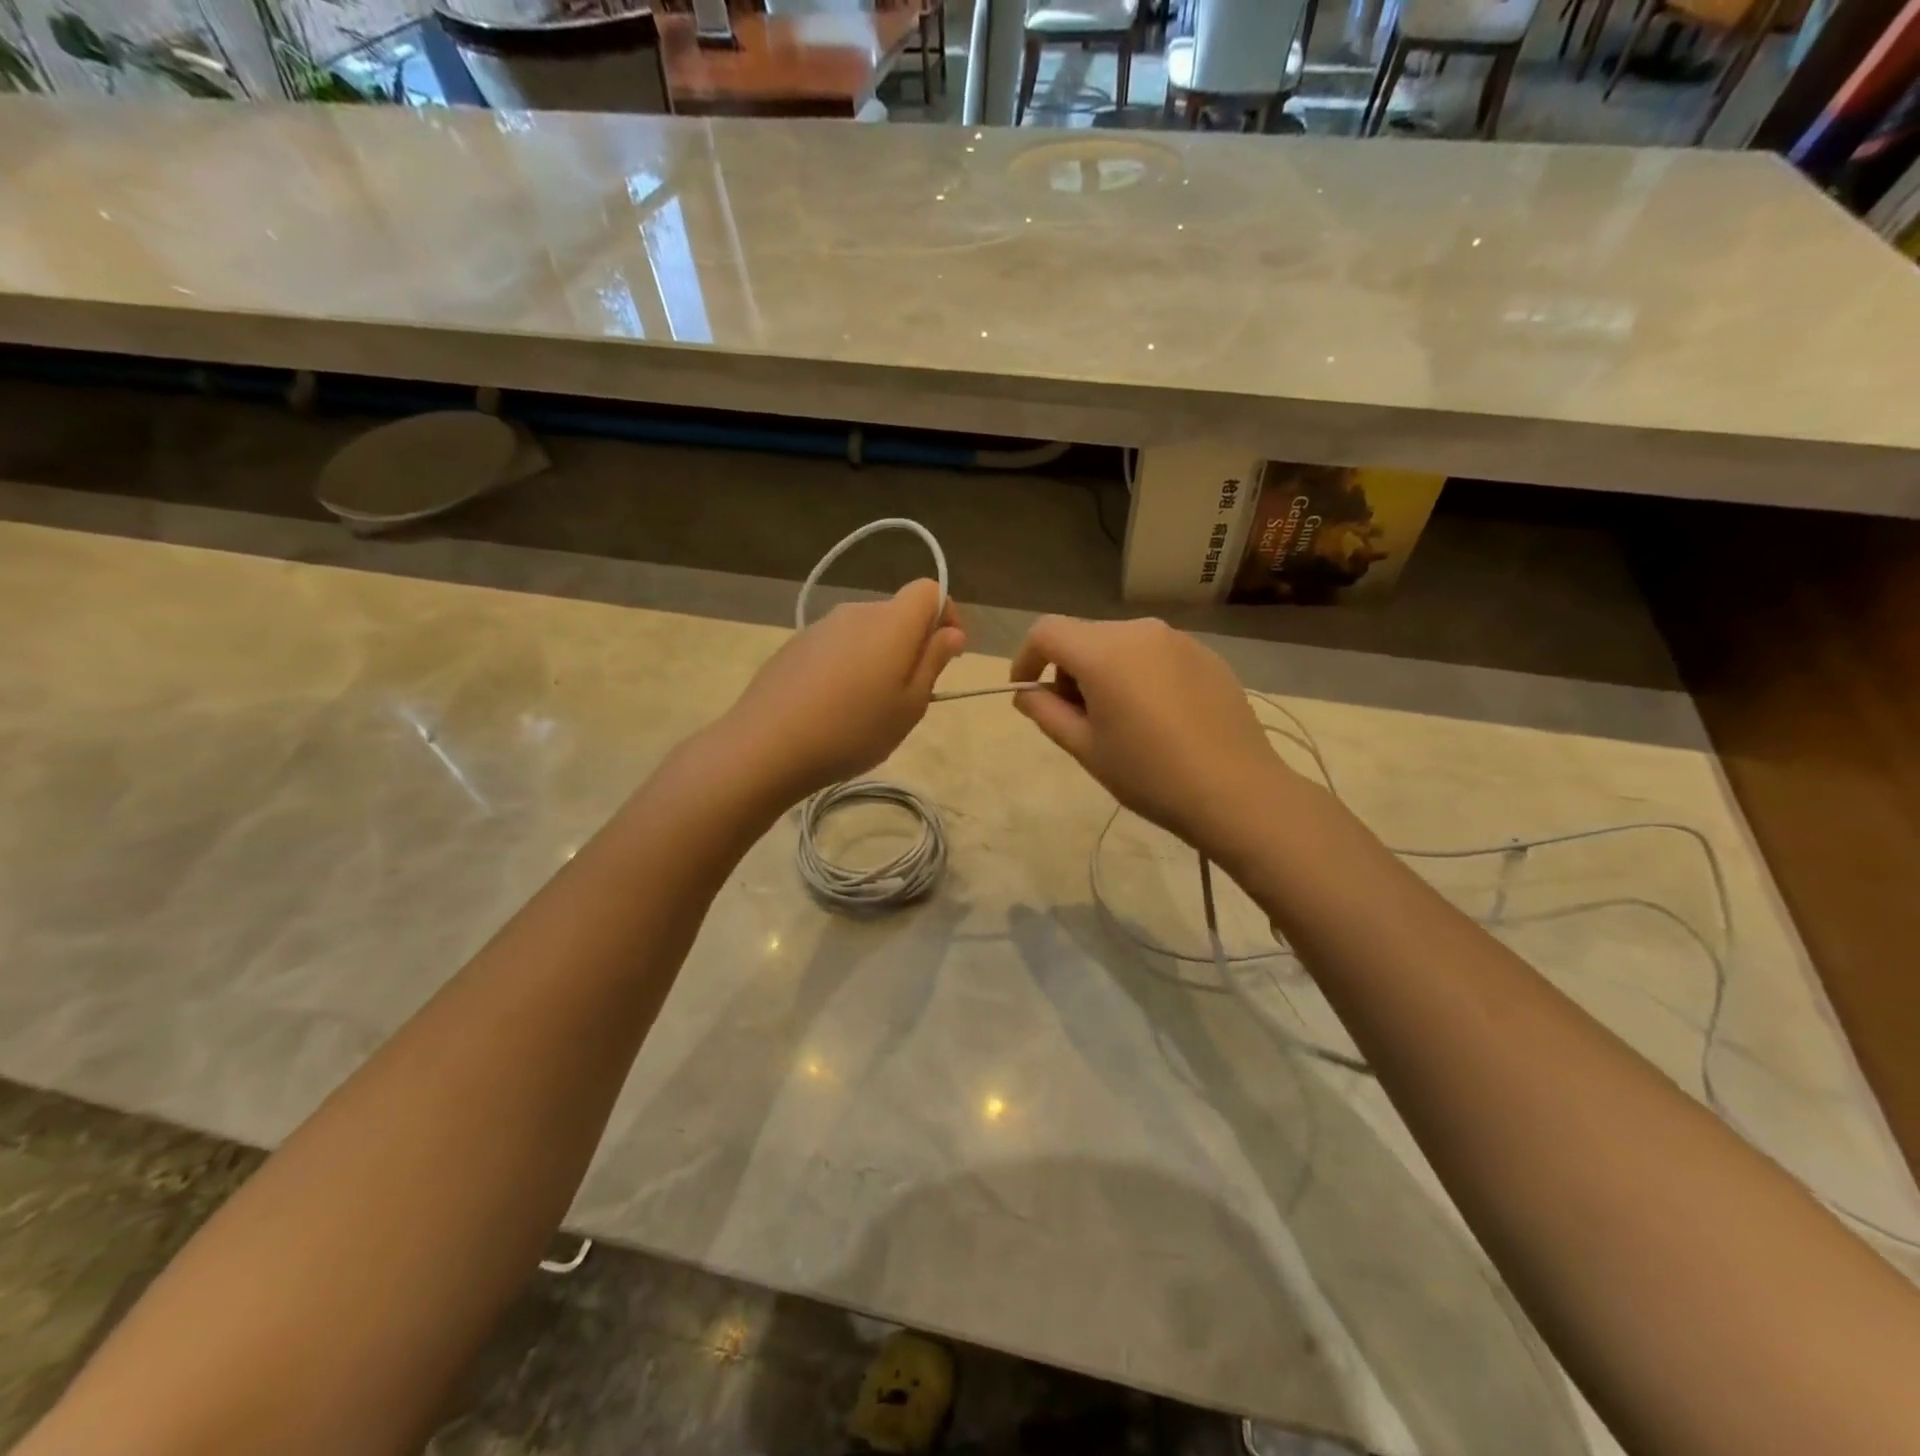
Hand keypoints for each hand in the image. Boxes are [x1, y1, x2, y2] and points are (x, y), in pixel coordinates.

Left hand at [722, 579, 965, 801]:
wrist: (767, 746)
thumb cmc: (853, 729)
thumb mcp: (910, 705)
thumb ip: (933, 661)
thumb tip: (951, 632)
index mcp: (891, 621)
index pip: (929, 590)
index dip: (946, 615)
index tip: (947, 655)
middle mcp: (856, 612)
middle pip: (896, 613)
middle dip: (912, 643)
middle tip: (910, 695)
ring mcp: (820, 628)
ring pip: (865, 632)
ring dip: (878, 656)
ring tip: (869, 706)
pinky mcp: (794, 646)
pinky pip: (836, 646)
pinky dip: (848, 665)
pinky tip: (833, 706)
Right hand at [1009, 616, 1292, 858]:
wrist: (1237, 792)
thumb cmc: (1149, 774)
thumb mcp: (1085, 748)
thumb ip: (1045, 712)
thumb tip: (1027, 693)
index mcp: (1104, 651)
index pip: (1046, 631)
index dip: (1026, 658)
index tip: (1026, 691)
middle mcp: (1140, 631)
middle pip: (1084, 636)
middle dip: (1067, 669)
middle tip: (1075, 717)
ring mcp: (1178, 639)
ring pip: (1120, 643)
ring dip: (1103, 671)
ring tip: (1119, 720)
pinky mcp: (1206, 655)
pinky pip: (1154, 654)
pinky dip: (1138, 674)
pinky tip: (1157, 717)